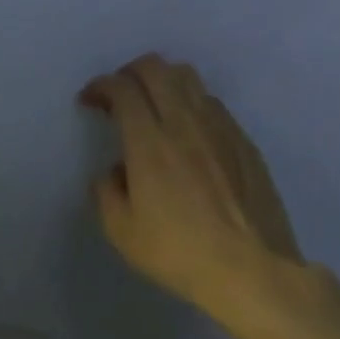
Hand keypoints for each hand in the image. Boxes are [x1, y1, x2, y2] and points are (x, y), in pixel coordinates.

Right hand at [80, 53, 306, 331]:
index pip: (122, 89)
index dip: (100, 86)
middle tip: (118, 95)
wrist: (250, 269)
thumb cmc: (177, 252)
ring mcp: (221, 129)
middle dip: (129, 72)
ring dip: (163, 82)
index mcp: (149, 144)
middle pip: (157, 69)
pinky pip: (213, 104)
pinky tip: (187, 132)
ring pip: (190, 79)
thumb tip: (115, 170)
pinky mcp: (245, 143)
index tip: (89, 101)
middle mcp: (185, 124)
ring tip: (152, 106)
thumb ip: (107, 190)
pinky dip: (191, 103)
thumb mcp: (121, 230)